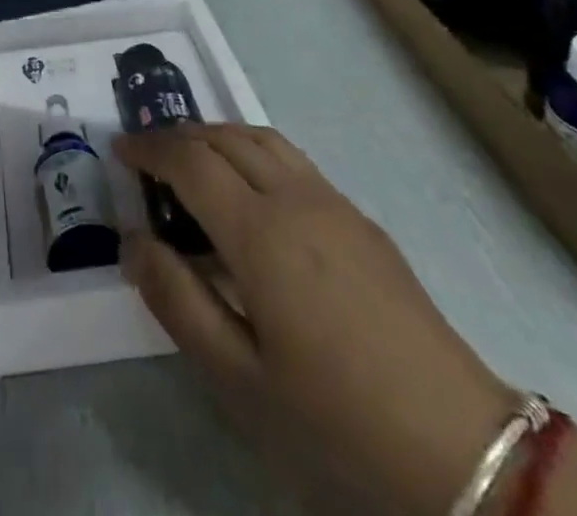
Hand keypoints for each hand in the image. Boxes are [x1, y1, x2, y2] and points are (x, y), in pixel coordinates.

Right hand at [115, 124, 515, 515]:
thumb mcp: (239, 376)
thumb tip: (133, 242)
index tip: (120, 150)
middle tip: (147, 157)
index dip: (149, 147)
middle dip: (177, 135)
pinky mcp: (358, 216)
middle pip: (223, 136)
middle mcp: (293, 196)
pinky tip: (250, 189)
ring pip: (261, 137)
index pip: (189, 160)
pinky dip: (252, 149)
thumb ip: (177, 301)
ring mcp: (332, 200)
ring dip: (216, 135)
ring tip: (191, 161)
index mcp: (259, 231)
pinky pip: (291, 157)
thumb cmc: (333, 413)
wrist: (456, 439)